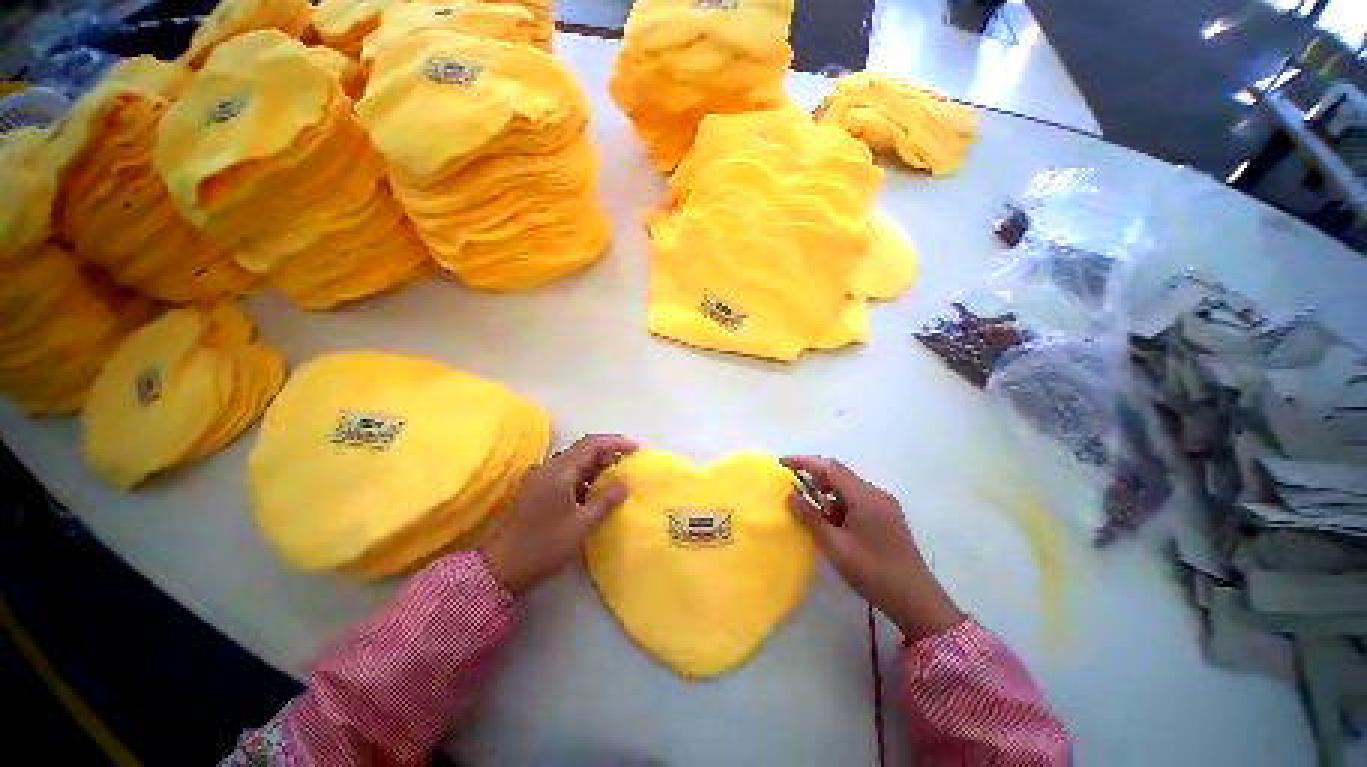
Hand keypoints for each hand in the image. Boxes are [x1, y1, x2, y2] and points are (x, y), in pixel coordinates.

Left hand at [481, 435, 636, 595]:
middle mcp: (548, 469)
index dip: (614, 443)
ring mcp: (540, 479)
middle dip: (607, 453)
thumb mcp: (580, 526)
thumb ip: (605, 502)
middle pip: (582, 451)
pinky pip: (566, 475)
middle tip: (629, 463)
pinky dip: (584, 478)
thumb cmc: (543, 546)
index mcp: (559, 472)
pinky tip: (595, 492)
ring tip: (617, 477)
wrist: (499, 569)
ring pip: (574, 463)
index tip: (635, 448)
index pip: (590, 445)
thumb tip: (624, 485)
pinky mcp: (537, 491)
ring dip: (596, 466)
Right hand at [781, 456, 963, 640]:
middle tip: (791, 483)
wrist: (918, 602)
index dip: (804, 462)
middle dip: (813, 475)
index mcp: (865, 497)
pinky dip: (838, 503)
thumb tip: (791, 495)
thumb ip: (811, 517)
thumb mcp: (835, 546)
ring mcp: (884, 505)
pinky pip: (856, 499)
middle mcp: (875, 494)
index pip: (829, 468)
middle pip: (839, 474)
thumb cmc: (873, 572)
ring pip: (847, 487)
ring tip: (808, 506)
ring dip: (826, 491)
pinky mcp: (887, 517)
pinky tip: (830, 520)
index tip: (782, 462)